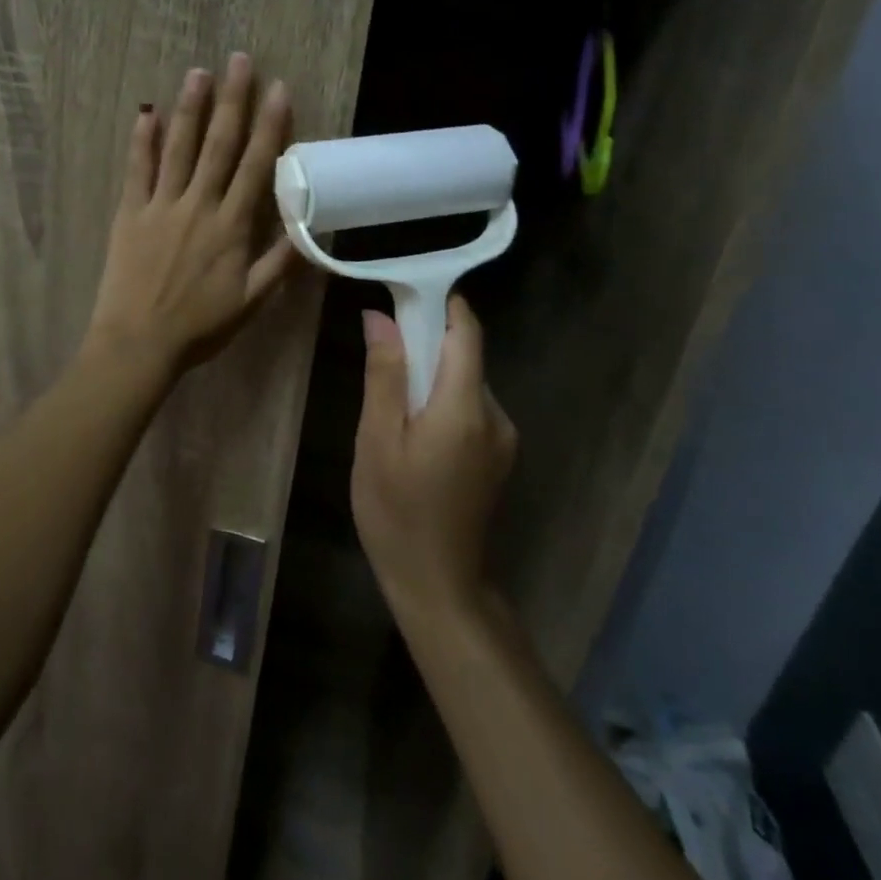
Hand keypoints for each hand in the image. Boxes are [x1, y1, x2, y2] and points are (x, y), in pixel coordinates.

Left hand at [85, 54, 298, 374]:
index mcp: (232, 225)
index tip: (278, 88)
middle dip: (232, 100)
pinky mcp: (131, 213)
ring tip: (198, 72)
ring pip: (178, 147)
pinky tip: (145, 112)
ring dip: (190, 108)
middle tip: (239, 60)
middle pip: (219, 144)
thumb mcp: (251, 302)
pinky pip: (137, 170)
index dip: (270, 125)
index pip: (257, 165)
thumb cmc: (199, 326)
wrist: (139, 342)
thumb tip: (312, 231)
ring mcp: (161, 206)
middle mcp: (199, 205)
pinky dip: (141, 141)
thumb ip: (281, 264)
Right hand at [351, 296, 516, 619]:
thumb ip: (385, 375)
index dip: (441, 305)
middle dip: (426, 345)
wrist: (439, 585)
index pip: (466, 332)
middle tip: (380, 359)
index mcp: (465, 407)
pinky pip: (470, 409)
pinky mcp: (498, 457)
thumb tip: (380, 317)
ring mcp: (503, 439)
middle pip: (465, 356)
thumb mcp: (377, 439)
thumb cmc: (397, 510)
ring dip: (431, 377)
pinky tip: (412, 432)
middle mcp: (495, 415)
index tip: (405, 294)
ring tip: (390, 406)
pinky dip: (442, 402)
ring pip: (465, 383)